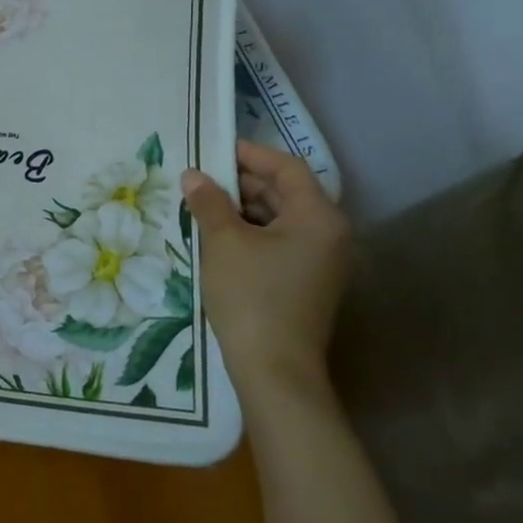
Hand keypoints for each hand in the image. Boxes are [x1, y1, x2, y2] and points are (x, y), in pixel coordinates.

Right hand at [181, 143, 352, 401]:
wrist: (274, 372)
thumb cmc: (252, 296)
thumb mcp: (224, 242)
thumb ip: (209, 202)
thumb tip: (193, 175)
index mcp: (319, 217)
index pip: (286, 168)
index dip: (249, 154)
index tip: (212, 149)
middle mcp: (329, 234)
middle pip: (285, 192)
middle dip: (240, 183)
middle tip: (199, 179)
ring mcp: (320, 262)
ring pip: (279, 219)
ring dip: (241, 209)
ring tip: (201, 206)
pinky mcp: (306, 283)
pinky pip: (278, 243)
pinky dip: (249, 234)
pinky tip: (216, 237)